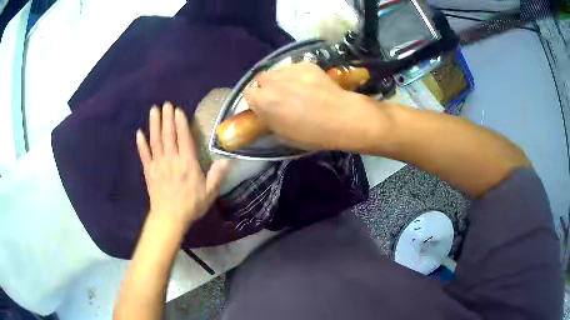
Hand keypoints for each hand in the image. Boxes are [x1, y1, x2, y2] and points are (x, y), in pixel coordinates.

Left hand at [136, 102, 228, 229]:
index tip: (178, 110)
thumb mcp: (209, 193)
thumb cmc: (191, 205)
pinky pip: (144, 155)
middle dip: (167, 118)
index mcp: (187, 163)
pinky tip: (138, 133)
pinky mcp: (149, 171)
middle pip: (168, 135)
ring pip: (155, 140)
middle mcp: (172, 159)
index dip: (181, 123)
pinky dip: (141, 143)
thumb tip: (227, 160)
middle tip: (166, 103)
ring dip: (154, 124)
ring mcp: (158, 164)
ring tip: (153, 110)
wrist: (169, 218)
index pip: (183, 138)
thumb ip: (217, 176)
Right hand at [244, 62, 391, 151]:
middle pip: (261, 79)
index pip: (248, 94)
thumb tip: (266, 113)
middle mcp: (271, 82)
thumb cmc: (311, 133)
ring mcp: (289, 70)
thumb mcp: (283, 135)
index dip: (256, 101)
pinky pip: (294, 67)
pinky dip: (297, 74)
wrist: (341, 117)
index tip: (265, 108)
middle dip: (267, 87)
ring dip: (281, 79)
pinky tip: (309, 84)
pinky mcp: (305, 64)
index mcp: (263, 101)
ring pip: (277, 71)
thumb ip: (269, 120)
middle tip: (280, 97)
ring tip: (295, 88)